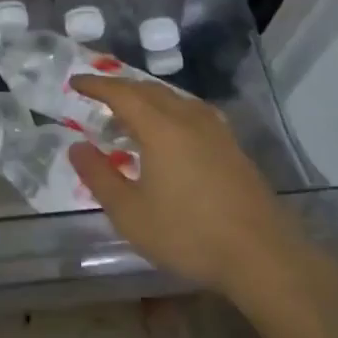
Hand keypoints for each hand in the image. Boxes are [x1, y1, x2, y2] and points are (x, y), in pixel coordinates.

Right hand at [67, 76, 286, 299]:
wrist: (262, 255)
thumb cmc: (188, 234)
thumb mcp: (130, 213)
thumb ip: (98, 176)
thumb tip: (76, 147)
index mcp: (160, 127)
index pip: (121, 93)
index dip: (96, 85)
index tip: (75, 81)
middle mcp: (187, 117)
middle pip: (148, 89)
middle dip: (120, 88)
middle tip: (98, 95)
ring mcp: (215, 129)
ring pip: (173, 98)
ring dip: (146, 98)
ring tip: (130, 112)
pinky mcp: (231, 145)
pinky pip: (191, 112)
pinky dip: (169, 110)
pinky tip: (171, 130)